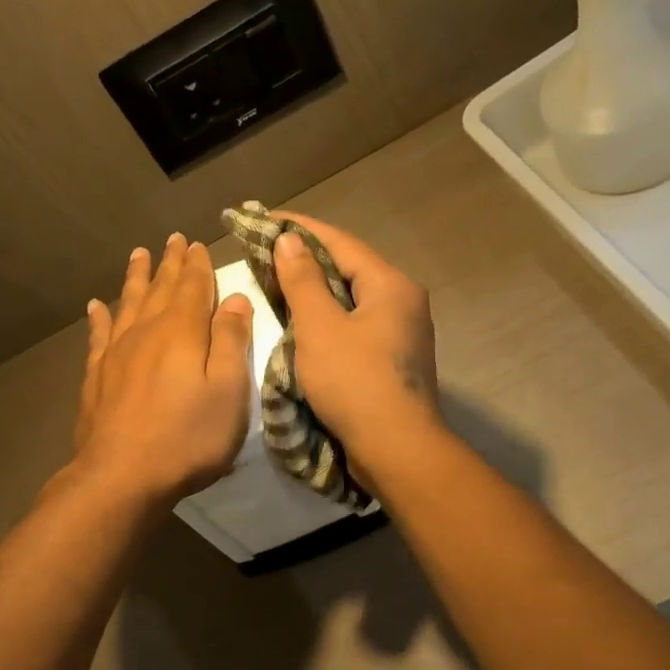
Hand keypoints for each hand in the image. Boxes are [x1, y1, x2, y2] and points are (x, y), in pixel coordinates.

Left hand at [73, 233, 253, 506]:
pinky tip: (95, 306)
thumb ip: (231, 341)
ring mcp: (116, 354)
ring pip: (128, 304)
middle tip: (172, 239)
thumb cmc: (188, 437)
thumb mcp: (228, 391)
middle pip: (159, 289)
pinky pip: (98, 336)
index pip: (193, 287)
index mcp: (182, 332)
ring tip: (138, 255)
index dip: (198, 265)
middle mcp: (146, 332)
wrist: (123, 476)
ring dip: (136, 278)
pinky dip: (99, 318)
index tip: (197, 243)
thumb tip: (234, 298)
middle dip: (169, 264)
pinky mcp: (96, 377)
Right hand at [270, 213, 439, 485]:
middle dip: (306, 261)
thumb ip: (302, 281)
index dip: (300, 229)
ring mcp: (402, 334)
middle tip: (266, 255)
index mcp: (391, 285)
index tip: (265, 219)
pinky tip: (304, 328)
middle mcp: (404, 302)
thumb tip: (289, 240)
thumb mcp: (319, 328)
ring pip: (351, 301)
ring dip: (316, 293)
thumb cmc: (355, 383)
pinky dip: (328, 321)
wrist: (396, 450)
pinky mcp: (393, 361)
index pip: (340, 243)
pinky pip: (356, 327)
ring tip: (278, 287)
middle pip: (348, 270)